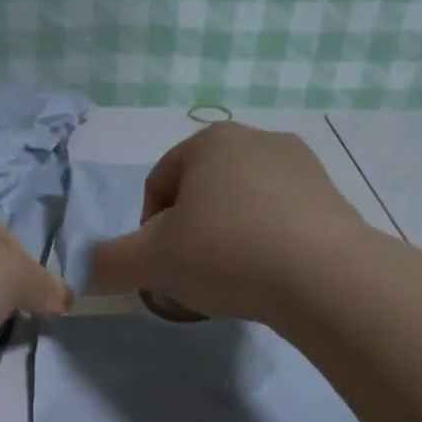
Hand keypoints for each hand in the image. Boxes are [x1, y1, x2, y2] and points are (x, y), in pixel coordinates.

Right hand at [86, 123, 371, 322]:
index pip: (157, 186)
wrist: (322, 276)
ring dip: (225, 243)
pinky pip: (278, 221)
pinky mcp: (331, 197)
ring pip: (240, 209)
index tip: (161, 268)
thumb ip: (110, 263)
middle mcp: (256, 139)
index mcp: (208, 141)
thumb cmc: (225, 254)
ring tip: (232, 283)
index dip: (147, 233)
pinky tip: (267, 278)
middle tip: (192, 279)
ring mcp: (301, 165)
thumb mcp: (150, 262)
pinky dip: (264, 247)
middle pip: (199, 196)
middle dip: (188, 238)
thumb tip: (91, 271)